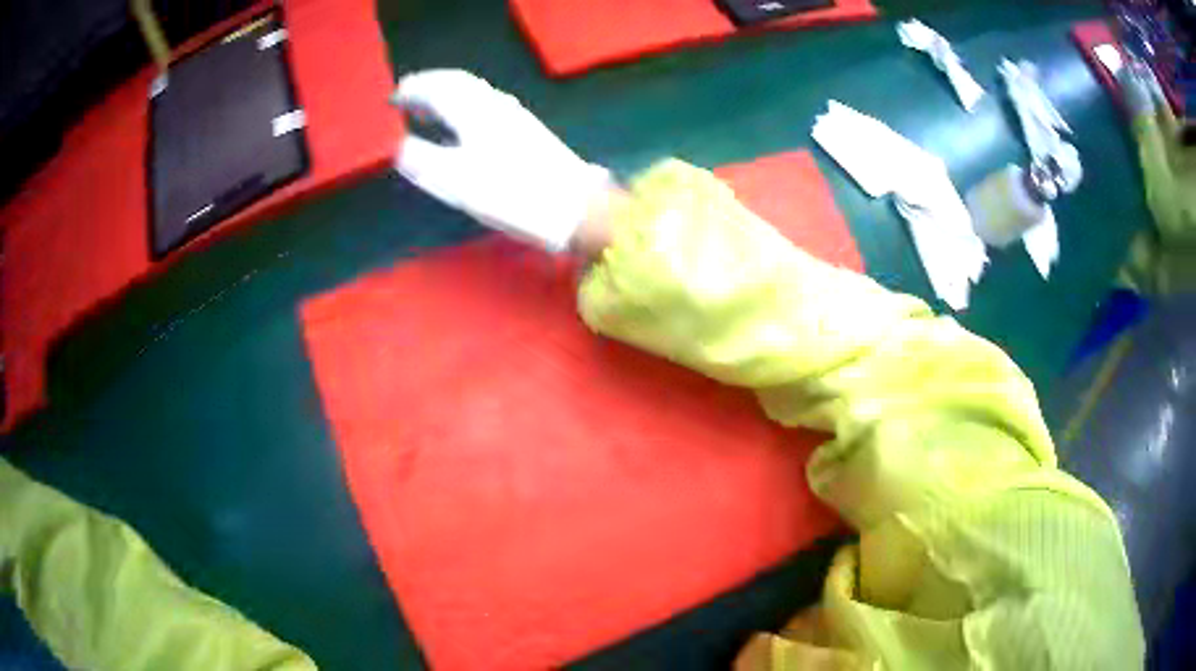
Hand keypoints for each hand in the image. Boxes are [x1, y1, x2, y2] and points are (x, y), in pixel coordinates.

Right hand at [394, 69, 612, 251]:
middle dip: (431, 86)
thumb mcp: (456, 180)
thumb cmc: (511, 193)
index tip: (393, 98)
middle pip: (459, 84)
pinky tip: (465, 126)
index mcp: (475, 111)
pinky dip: (465, 108)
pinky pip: (487, 107)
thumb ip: (423, 159)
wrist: (574, 208)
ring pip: (475, 94)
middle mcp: (495, 105)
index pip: (439, 87)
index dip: (414, 90)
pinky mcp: (528, 132)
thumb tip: (402, 146)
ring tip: (428, 110)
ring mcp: (515, 117)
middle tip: (408, 96)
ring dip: (448, 96)